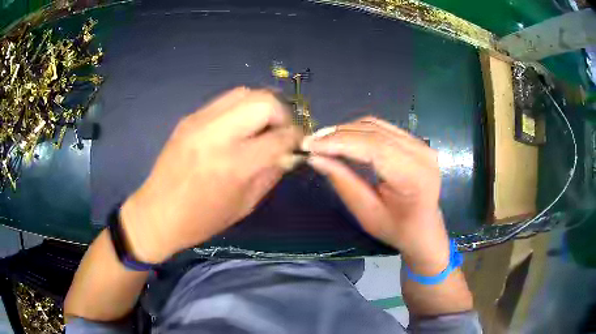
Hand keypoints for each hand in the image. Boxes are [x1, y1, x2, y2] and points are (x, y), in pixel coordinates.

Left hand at [120, 87, 301, 262]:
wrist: (157, 213)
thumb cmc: (202, 219)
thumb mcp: (245, 203)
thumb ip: (271, 172)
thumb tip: (289, 152)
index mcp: (235, 164)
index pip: (280, 136)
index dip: (296, 138)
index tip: (298, 144)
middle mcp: (218, 134)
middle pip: (264, 101)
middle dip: (281, 115)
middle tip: (279, 133)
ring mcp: (200, 121)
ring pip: (245, 93)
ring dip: (261, 108)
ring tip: (260, 128)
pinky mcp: (189, 118)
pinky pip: (225, 101)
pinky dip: (241, 110)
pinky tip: (238, 128)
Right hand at [303, 117, 449, 274]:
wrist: (423, 228)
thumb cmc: (396, 229)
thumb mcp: (366, 212)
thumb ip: (343, 182)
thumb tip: (315, 157)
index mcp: (414, 176)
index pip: (374, 147)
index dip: (339, 142)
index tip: (310, 145)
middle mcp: (421, 153)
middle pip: (374, 132)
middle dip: (338, 134)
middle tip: (311, 142)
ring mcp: (420, 144)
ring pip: (376, 125)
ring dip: (346, 130)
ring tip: (322, 140)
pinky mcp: (415, 141)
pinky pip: (382, 128)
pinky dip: (358, 130)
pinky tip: (342, 138)